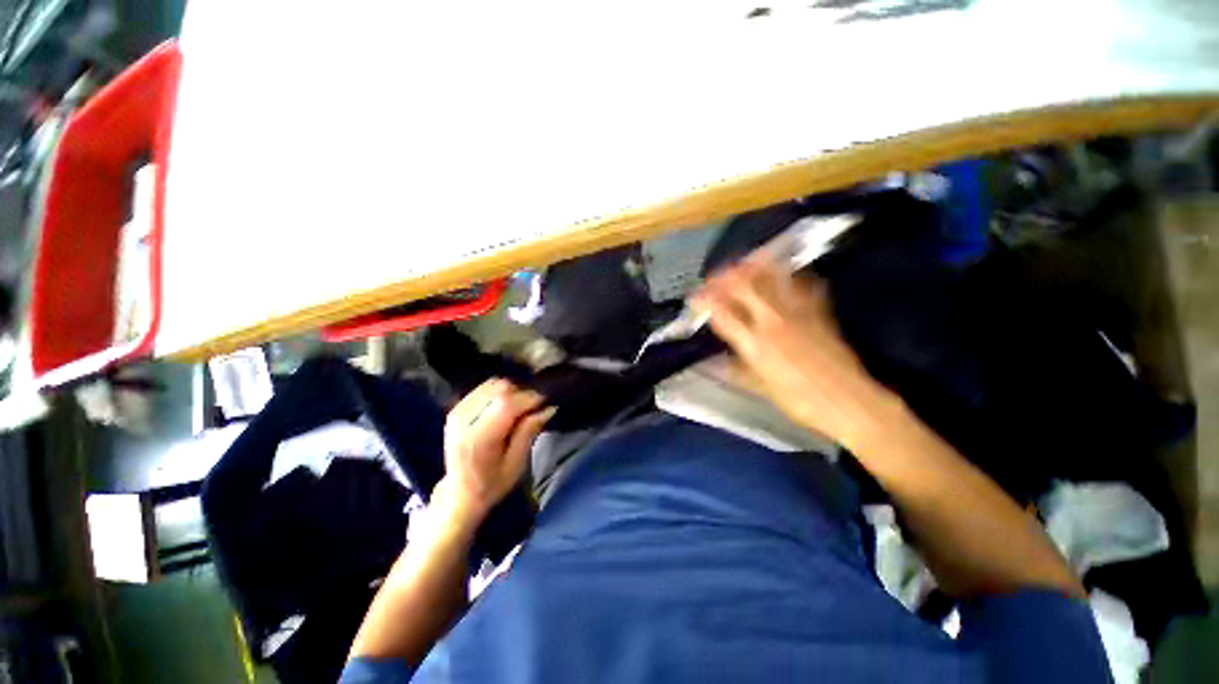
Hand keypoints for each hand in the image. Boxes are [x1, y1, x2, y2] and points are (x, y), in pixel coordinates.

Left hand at [438, 379, 553, 526]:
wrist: (459, 494)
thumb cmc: (491, 484)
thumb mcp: (516, 464)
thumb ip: (529, 431)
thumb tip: (548, 407)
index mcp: (478, 439)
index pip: (506, 403)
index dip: (529, 398)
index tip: (544, 404)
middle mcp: (463, 420)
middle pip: (499, 389)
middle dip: (521, 394)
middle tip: (532, 409)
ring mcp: (457, 412)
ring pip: (492, 384)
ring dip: (511, 392)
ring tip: (519, 408)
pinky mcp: (456, 408)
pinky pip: (484, 388)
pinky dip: (499, 392)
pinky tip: (505, 407)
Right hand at [691, 258, 900, 448]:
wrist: (848, 402)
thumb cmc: (799, 401)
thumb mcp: (760, 388)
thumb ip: (738, 368)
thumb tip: (719, 360)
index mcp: (755, 344)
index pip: (722, 313)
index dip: (704, 301)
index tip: (694, 297)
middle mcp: (773, 321)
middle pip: (744, 286)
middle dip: (724, 277)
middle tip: (715, 276)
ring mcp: (798, 312)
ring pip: (772, 278)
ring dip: (753, 267)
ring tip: (742, 263)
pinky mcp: (819, 311)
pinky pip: (803, 284)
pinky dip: (790, 275)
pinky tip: (784, 273)